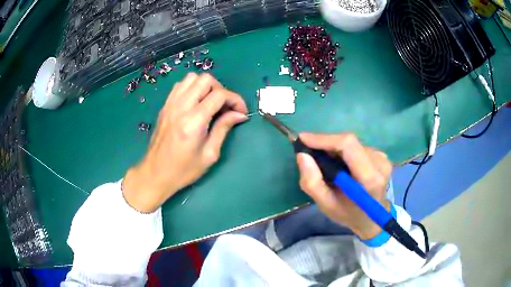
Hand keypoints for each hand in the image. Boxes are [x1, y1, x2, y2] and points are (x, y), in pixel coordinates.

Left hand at [122, 73, 247, 212]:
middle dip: (221, 89)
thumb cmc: (184, 169)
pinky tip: (196, 102)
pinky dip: (192, 87)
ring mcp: (170, 104)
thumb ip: (223, 128)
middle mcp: (181, 107)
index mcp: (194, 121)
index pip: (219, 95)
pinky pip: (181, 85)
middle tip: (225, 107)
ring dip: (206, 86)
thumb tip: (239, 114)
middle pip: (206, 79)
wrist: (155, 173)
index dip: (235, 99)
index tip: (241, 112)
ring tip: (210, 102)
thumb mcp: (209, 154)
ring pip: (192, 78)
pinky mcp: (165, 106)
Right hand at [296, 133, 392, 239]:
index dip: (324, 139)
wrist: (373, 219)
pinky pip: (357, 147)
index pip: (348, 145)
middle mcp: (379, 163)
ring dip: (334, 148)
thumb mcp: (326, 206)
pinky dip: (343, 151)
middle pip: (349, 142)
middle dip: (326, 143)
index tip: (303, 139)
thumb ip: (312, 183)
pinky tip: (340, 164)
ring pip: (352, 144)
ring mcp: (382, 158)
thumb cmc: (349, 214)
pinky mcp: (381, 156)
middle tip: (309, 151)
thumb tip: (302, 155)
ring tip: (325, 162)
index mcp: (369, 179)